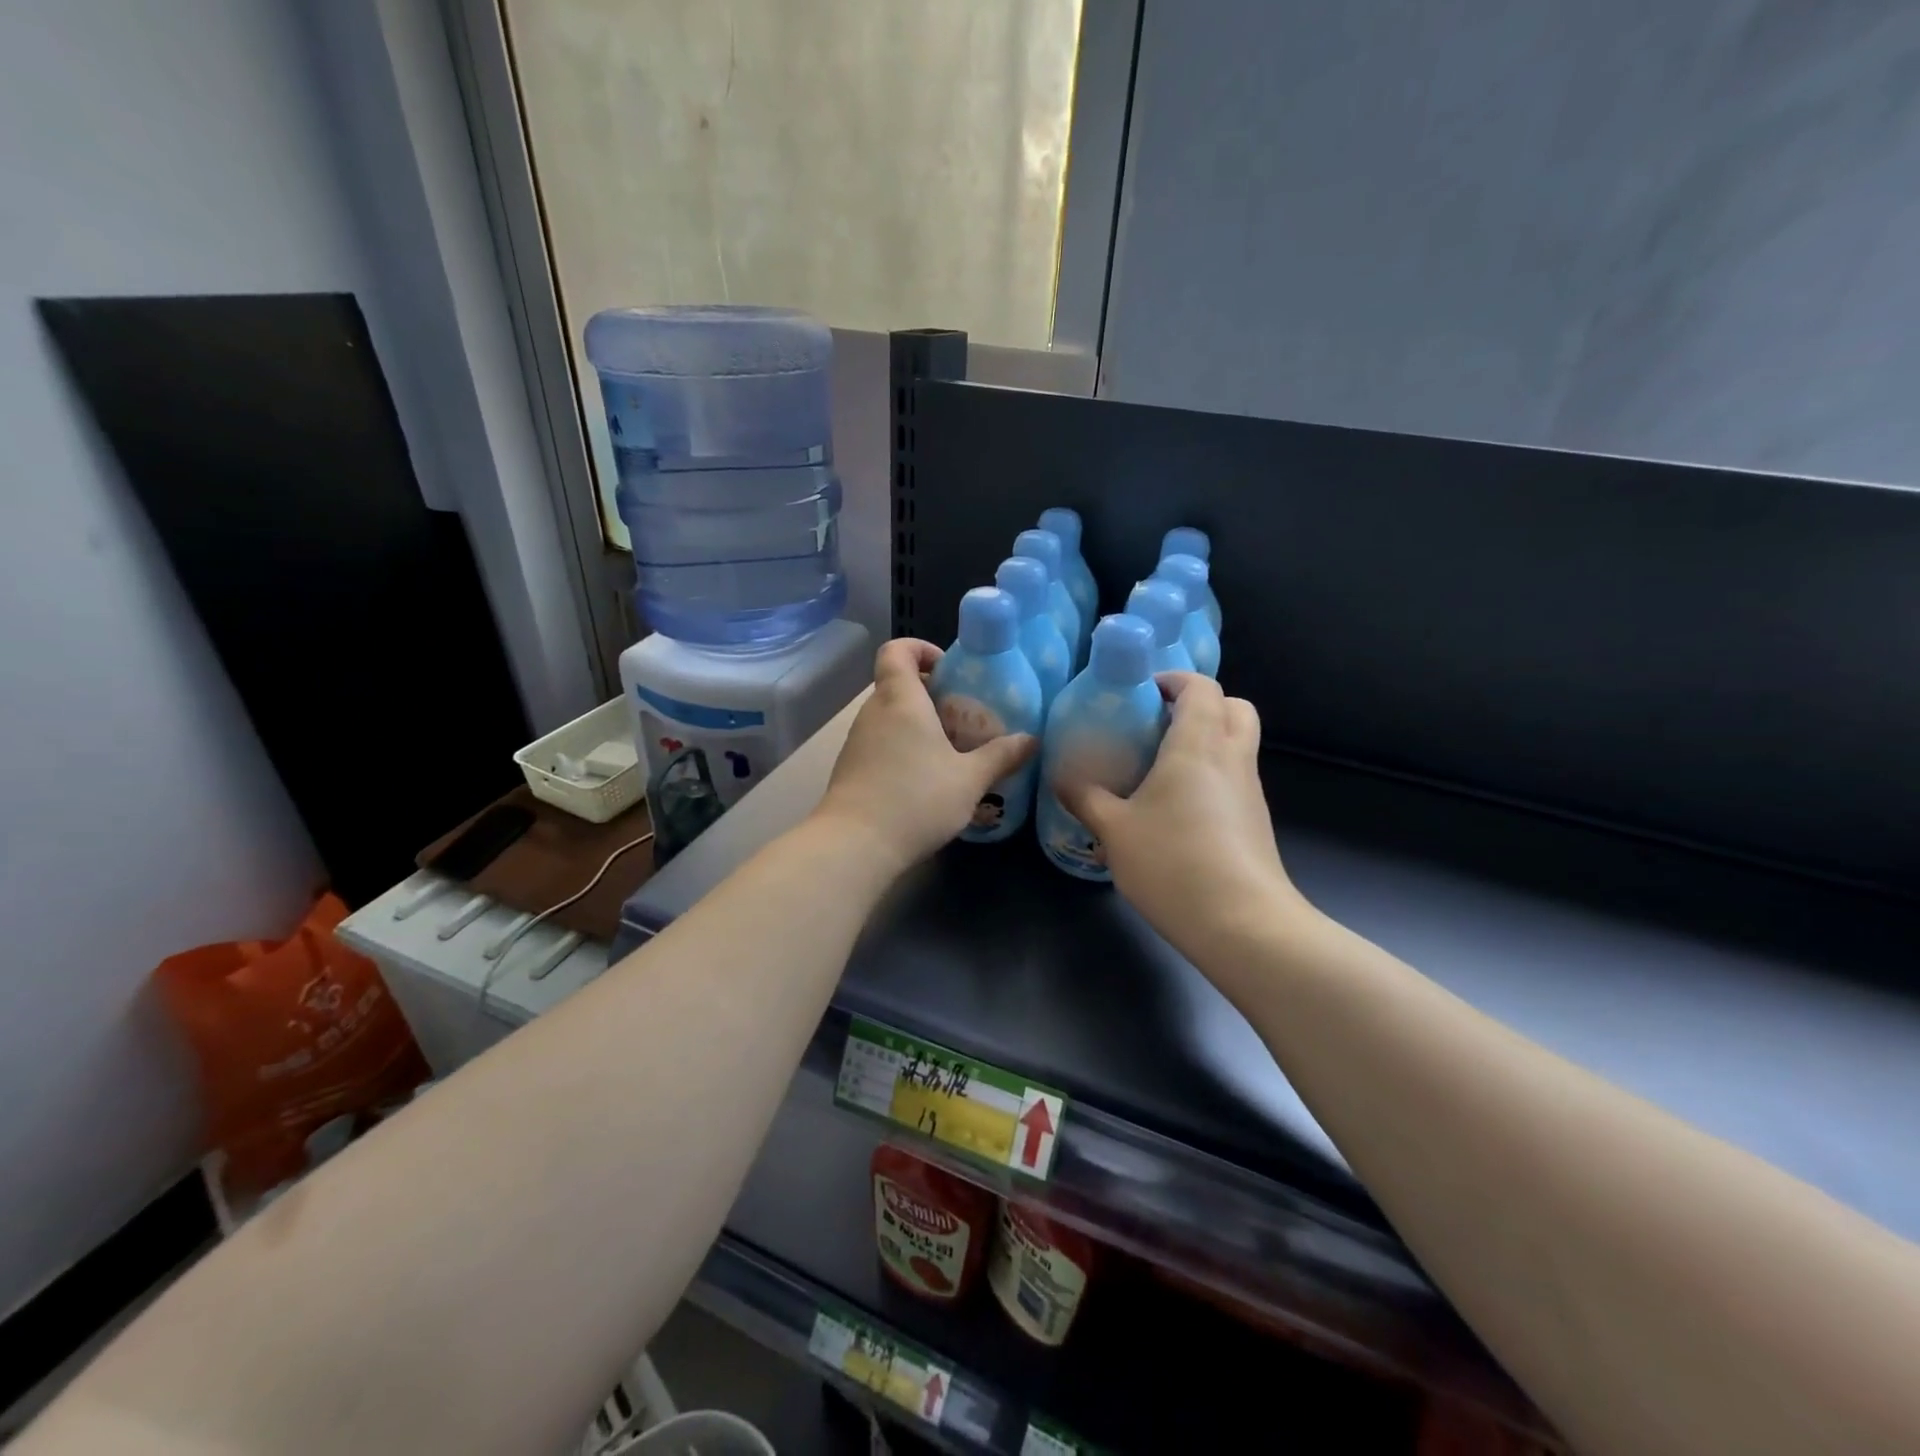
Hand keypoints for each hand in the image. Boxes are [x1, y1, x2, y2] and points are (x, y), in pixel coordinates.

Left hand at [815, 639, 1036, 870]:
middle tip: (963, 717)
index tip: (948, 668)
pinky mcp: (850, 769)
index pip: (897, 650)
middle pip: (897, 685)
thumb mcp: (969, 780)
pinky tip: (926, 780)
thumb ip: (1001, 756)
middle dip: (930, 694)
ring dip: (917, 725)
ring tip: (951, 752)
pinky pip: (880, 744)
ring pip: (889, 717)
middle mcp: (873, 712)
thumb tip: (1031, 740)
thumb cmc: (916, 799)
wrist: (855, 846)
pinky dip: (902, 749)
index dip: (920, 649)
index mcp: (901, 699)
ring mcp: (857, 741)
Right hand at [1056, 674, 1303, 962]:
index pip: (1201, 687)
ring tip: (1159, 768)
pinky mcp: (1256, 822)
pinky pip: (1236, 778)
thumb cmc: (1173, 862)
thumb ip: (1085, 798)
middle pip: (1234, 707)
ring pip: (1238, 744)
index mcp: (1198, 745)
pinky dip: (1212, 775)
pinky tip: (1177, 809)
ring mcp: (1250, 791)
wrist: (1243, 924)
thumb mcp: (1114, 830)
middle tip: (1158, 724)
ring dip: (1206, 741)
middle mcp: (1232, 758)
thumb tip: (1060, 777)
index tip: (1141, 693)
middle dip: (1199, 705)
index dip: (1173, 680)